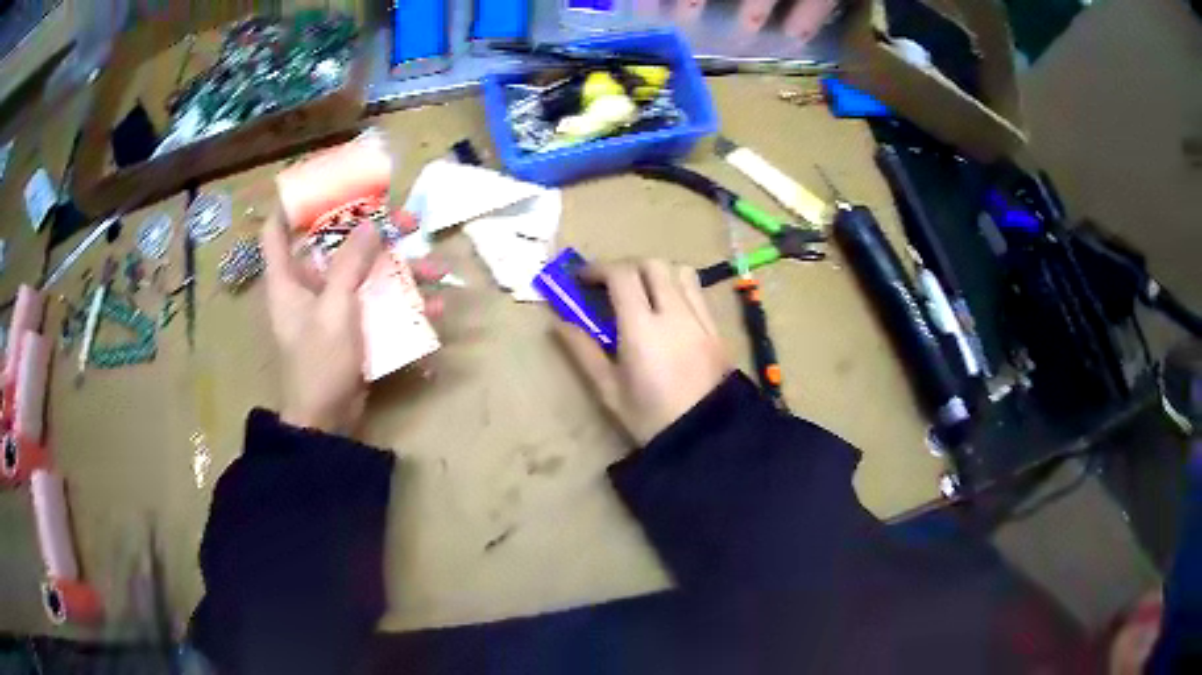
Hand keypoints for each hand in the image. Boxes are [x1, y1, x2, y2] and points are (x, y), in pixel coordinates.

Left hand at [261, 212, 444, 434]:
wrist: (327, 421)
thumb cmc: (319, 363)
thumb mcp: (334, 309)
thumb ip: (351, 264)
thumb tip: (372, 223)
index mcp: (288, 278)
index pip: (277, 229)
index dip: (293, 203)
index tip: (324, 183)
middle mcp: (307, 285)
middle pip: (335, 243)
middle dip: (371, 230)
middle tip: (408, 223)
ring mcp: (331, 306)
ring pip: (364, 272)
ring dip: (400, 269)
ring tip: (437, 271)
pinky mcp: (351, 326)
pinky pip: (377, 303)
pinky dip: (403, 303)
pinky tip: (434, 308)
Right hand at [557, 259, 731, 445]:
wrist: (703, 437)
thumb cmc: (649, 418)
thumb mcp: (609, 390)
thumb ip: (583, 351)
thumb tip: (559, 323)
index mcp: (642, 329)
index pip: (621, 275)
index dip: (598, 269)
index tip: (582, 279)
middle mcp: (674, 314)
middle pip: (652, 264)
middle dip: (627, 267)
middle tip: (610, 286)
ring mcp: (699, 319)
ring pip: (680, 271)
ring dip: (656, 273)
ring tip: (643, 294)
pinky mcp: (715, 329)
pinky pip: (697, 292)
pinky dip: (678, 288)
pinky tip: (668, 312)